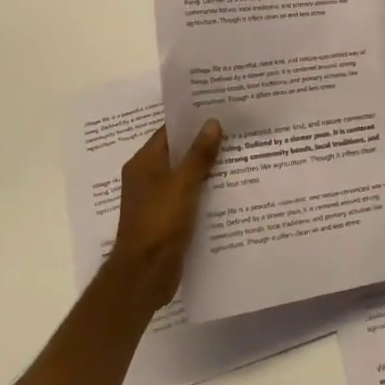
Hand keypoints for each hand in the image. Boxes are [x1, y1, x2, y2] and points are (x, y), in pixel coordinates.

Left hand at [109, 122, 223, 309]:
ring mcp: (156, 200)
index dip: (193, 120)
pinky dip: (205, 191)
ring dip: (208, 168)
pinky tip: (230, 189)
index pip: (169, 131)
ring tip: (240, 155)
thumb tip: (212, 122)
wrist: (144, 275)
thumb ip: (198, 154)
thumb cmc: (159, 222)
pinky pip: (189, 197)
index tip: (220, 109)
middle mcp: (147, 177)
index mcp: (144, 163)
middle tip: (237, 130)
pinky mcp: (167, 219)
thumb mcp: (182, 184)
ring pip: (186, 176)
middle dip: (205, 143)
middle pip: (179, 152)